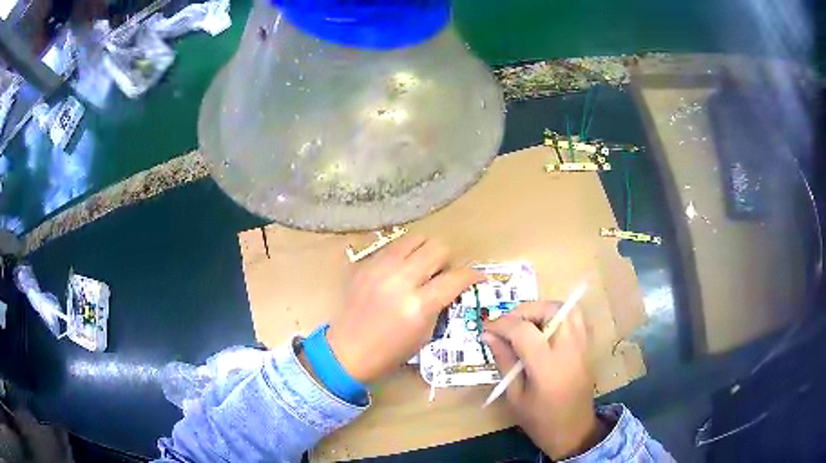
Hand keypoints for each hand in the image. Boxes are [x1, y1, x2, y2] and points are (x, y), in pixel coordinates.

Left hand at [326, 235, 482, 383]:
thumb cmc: (390, 352)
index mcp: (418, 305)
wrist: (347, 351)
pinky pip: (393, 246)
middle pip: (437, 248)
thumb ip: (441, 304)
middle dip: (447, 260)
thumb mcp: (426, 333)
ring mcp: (380, 268)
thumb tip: (452, 284)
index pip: (456, 277)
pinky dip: (404, 255)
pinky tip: (400, 270)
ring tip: (422, 267)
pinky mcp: (365, 264)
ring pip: (415, 238)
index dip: (473, 276)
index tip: (477, 278)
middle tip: (443, 273)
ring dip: (425, 251)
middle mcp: (400, 280)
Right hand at [483, 302, 605, 459]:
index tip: (487, 329)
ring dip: (544, 309)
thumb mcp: (515, 395)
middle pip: (550, 310)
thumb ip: (504, 361)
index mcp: (547, 366)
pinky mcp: (589, 347)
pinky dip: (559, 316)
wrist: (574, 431)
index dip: (502, 324)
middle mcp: (569, 349)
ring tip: (526, 323)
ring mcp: (583, 346)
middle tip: (507, 324)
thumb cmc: (540, 420)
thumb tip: (489, 335)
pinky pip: (577, 319)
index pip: (523, 330)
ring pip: (567, 309)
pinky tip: (546, 330)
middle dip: (524, 311)